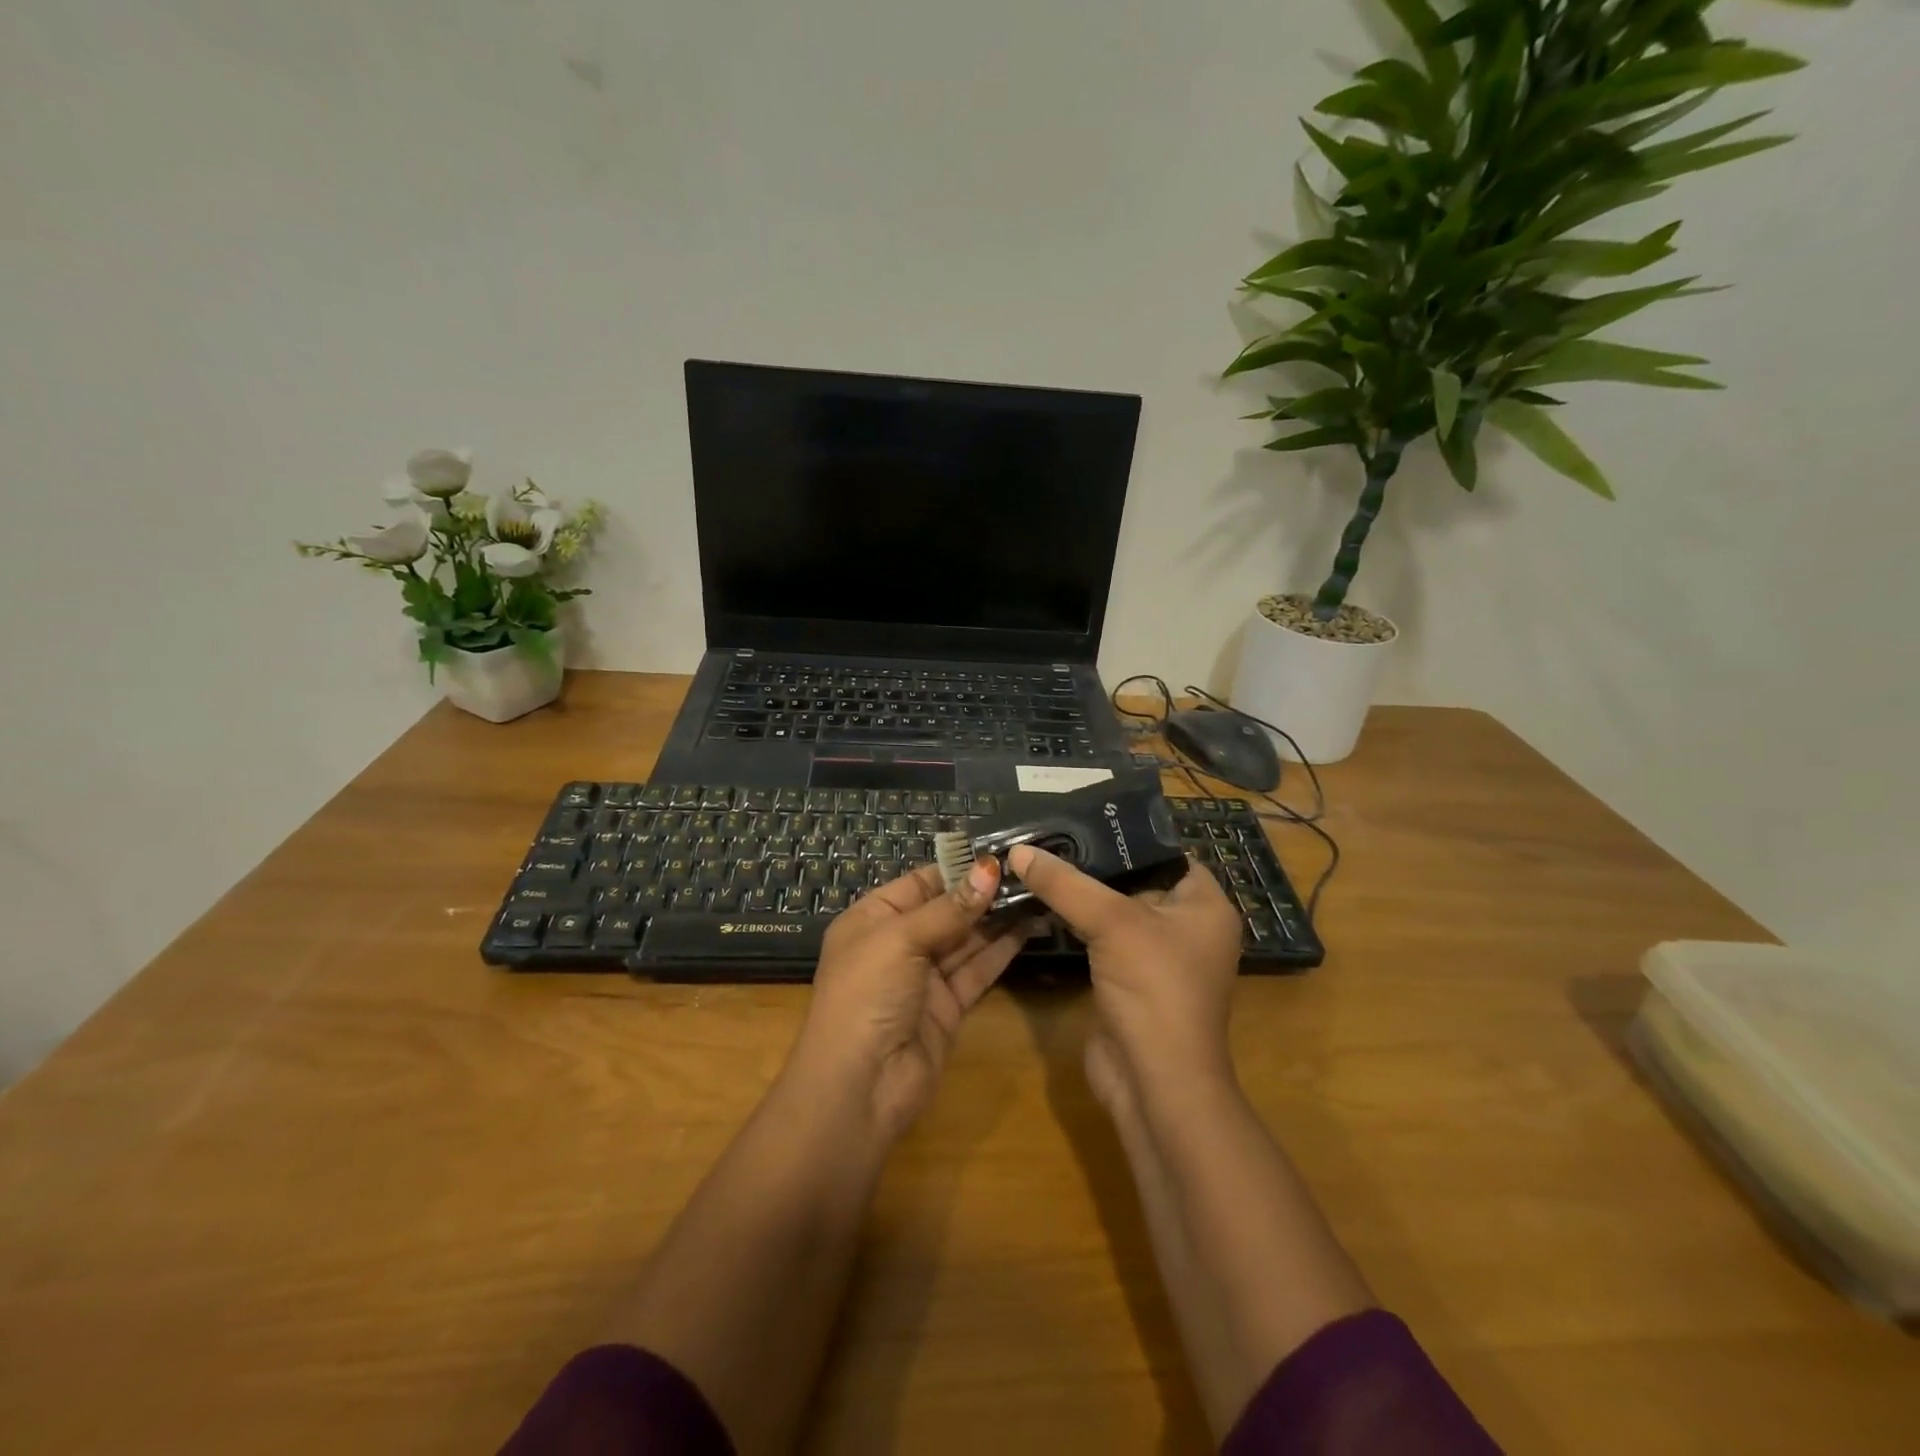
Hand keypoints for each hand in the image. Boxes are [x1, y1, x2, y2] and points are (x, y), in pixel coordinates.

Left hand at [791, 859, 1023, 1140]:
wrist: (858, 1089)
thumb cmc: (866, 996)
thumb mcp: (900, 940)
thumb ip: (949, 908)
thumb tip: (990, 868)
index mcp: (872, 919)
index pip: (920, 881)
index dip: (958, 867)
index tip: (1001, 852)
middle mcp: (897, 944)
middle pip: (946, 909)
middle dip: (983, 891)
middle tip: (1030, 870)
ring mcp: (924, 977)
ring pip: (966, 939)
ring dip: (998, 918)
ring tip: (1038, 891)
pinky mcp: (948, 1007)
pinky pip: (977, 970)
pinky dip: (1001, 950)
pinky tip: (1029, 927)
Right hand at [1006, 844, 1243, 1116]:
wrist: (1155, 1084)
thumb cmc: (1154, 989)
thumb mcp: (1112, 923)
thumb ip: (1065, 884)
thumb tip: (1017, 850)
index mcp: (1205, 906)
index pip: (1167, 854)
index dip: (1127, 836)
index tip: (1080, 816)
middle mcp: (1187, 928)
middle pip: (1136, 881)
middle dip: (1094, 864)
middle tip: (1049, 835)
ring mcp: (1158, 958)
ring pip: (1115, 913)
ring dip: (1081, 895)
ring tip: (1038, 861)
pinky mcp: (1130, 982)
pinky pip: (1102, 941)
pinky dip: (1077, 925)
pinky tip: (1042, 904)